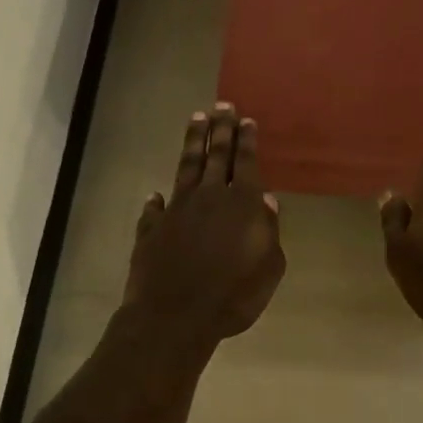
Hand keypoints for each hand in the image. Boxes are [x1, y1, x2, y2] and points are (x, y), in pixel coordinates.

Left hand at [125, 103, 285, 341]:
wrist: (175, 316)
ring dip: (193, 143)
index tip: (245, 119)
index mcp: (241, 204)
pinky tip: (156, 194)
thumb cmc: (233, 296)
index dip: (246, 140)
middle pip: (216, 155)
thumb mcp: (268, 267)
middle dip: (220, 129)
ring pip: (186, 167)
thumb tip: (266, 199)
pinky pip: (156, 208)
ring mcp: (177, 210)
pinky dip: (157, 200)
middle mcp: (209, 197)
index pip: (245, 162)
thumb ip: (269, 230)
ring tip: (196, 120)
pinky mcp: (152, 229)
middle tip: (222, 106)